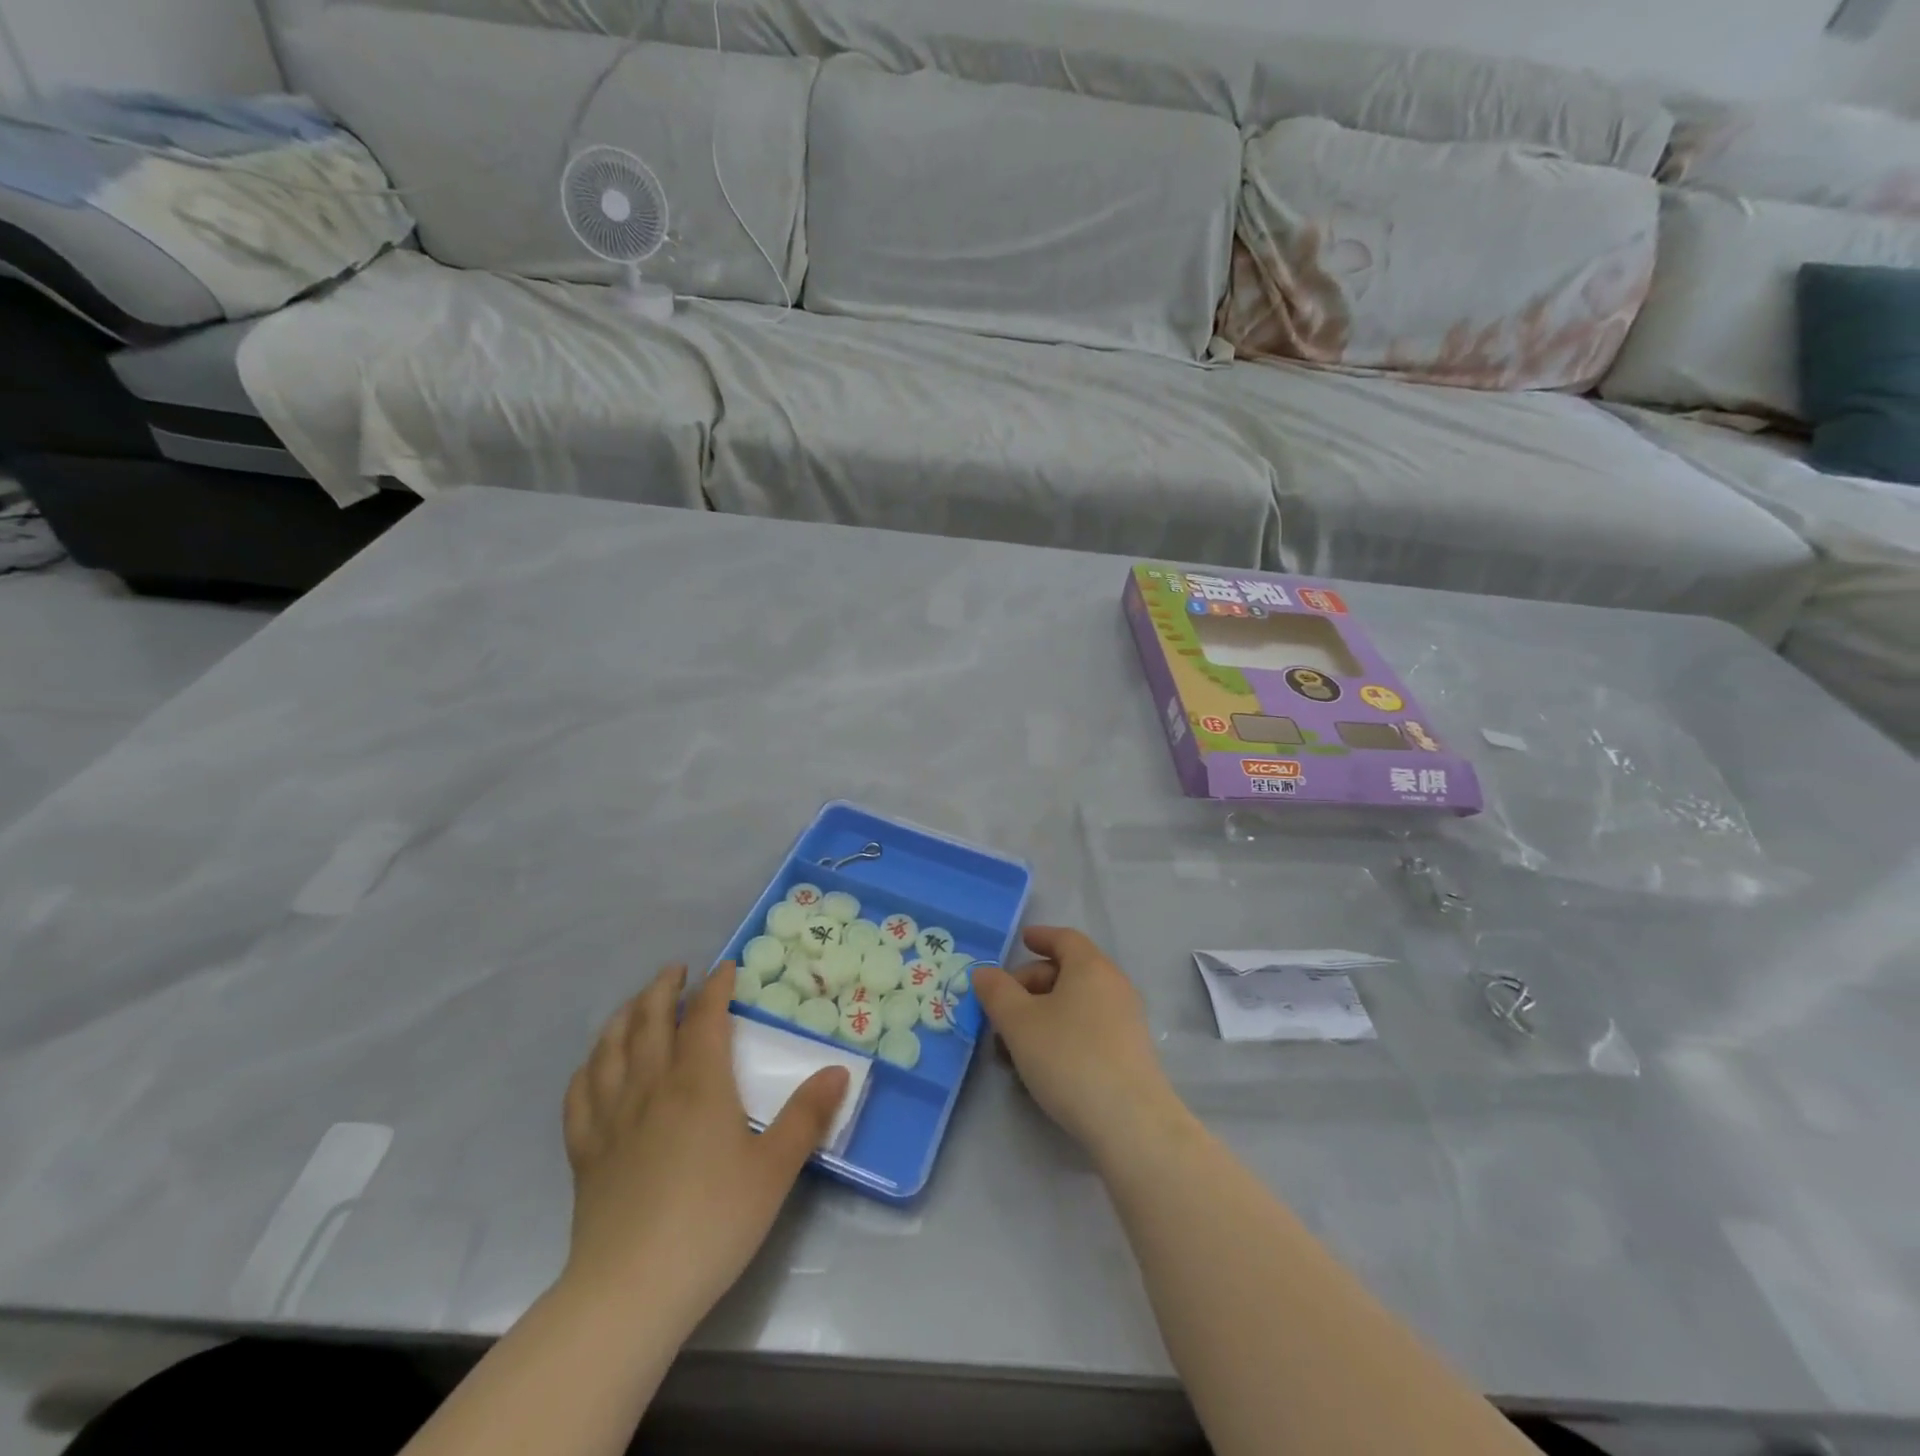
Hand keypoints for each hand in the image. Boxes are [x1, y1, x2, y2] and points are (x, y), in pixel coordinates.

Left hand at [561, 962, 849, 1337]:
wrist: (630, 1291)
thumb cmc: (712, 1222)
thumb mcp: (774, 1168)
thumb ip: (807, 1115)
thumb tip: (840, 1070)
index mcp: (698, 1082)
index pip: (705, 1016)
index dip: (715, 986)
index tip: (726, 969)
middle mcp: (651, 1086)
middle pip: (649, 1019)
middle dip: (663, 988)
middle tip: (676, 971)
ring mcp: (610, 1117)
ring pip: (610, 1047)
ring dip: (623, 1015)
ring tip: (635, 1003)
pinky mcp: (585, 1151)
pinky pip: (579, 1093)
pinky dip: (589, 1066)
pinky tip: (595, 1065)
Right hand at [972, 927, 1186, 1162]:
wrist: (1130, 1123)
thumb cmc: (1069, 1058)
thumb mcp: (1019, 1023)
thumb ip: (997, 992)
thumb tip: (984, 973)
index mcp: (1090, 967)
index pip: (1064, 938)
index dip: (1041, 937)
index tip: (1022, 940)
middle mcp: (1113, 985)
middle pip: (1067, 971)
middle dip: (1030, 985)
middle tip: (1001, 1010)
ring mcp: (1125, 1020)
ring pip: (1075, 1004)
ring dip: (1041, 1015)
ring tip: (1013, 1046)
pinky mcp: (1129, 1052)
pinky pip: (1088, 1028)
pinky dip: (1061, 1034)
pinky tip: (1041, 1065)